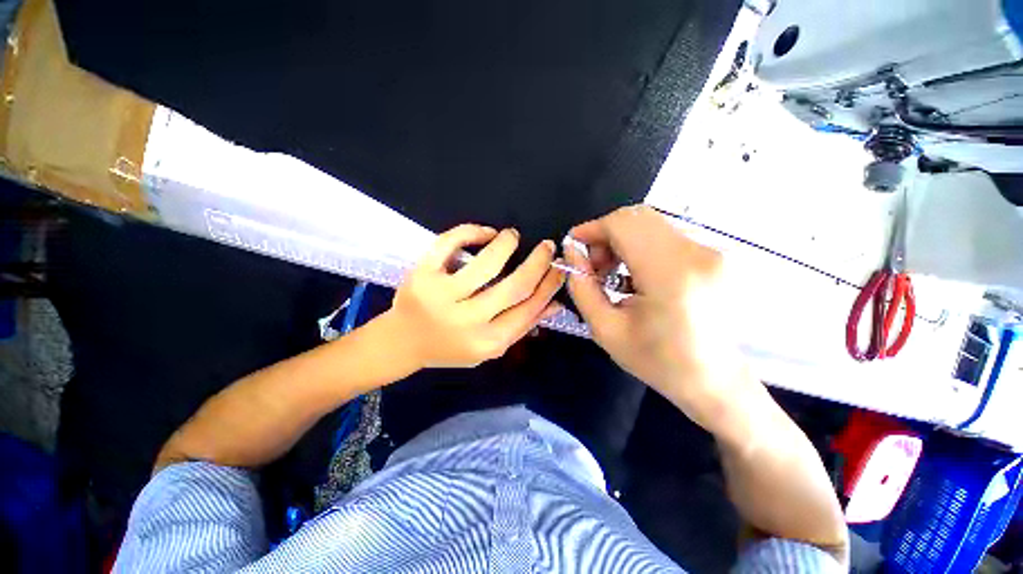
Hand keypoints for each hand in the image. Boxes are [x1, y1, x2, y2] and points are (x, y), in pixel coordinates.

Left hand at [388, 224, 564, 367]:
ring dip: (507, 243)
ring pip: (487, 262)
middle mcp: (468, 321)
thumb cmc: (449, 347)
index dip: (549, 285)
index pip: (529, 308)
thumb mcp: (489, 345)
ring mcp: (441, 297)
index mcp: (488, 341)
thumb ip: (521, 325)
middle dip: (538, 262)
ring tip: (513, 236)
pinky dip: (471, 231)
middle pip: (515, 286)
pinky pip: (450, 243)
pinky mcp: (421, 276)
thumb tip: (555, 304)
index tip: (559, 267)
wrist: (403, 342)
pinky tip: (486, 233)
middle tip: (547, 246)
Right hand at [565, 205, 750, 430]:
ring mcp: (710, 252)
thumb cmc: (657, 361)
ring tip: (612, 273)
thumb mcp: (605, 329)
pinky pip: (665, 236)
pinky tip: (634, 274)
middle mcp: (696, 254)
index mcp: (670, 275)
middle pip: (637, 218)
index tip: (574, 245)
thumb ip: (582, 286)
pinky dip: (640, 246)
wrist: (715, 380)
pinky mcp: (713, 256)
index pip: (623, 224)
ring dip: (622, 240)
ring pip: (650, 224)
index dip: (593, 228)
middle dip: (606, 234)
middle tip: (594, 266)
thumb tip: (572, 253)